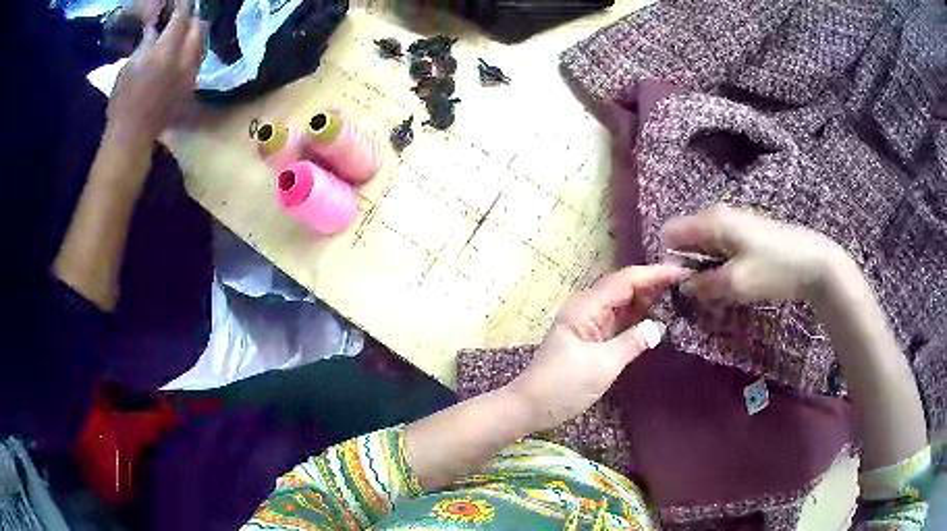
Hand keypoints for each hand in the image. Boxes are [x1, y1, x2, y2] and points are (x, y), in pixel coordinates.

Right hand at [107, 0, 203, 143]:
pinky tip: (184, 50)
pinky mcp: (191, 86)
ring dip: (195, 32)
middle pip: (199, 27)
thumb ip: (146, 43)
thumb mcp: (129, 66)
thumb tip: (155, 28)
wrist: (132, 136)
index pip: (181, 17)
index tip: (179, 0)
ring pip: (202, 42)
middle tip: (180, 15)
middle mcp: (184, 59)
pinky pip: (199, 58)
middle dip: (191, 17)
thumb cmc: (123, 102)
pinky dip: (194, 48)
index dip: (182, 4)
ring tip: (183, 31)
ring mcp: (190, 73)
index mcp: (166, 51)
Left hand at [508, 265, 683, 431]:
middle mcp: (586, 308)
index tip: (680, 271)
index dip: (653, 274)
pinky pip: (617, 318)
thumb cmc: (563, 386)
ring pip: (621, 302)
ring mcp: (587, 322)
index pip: (625, 281)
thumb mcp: (602, 366)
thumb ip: (632, 343)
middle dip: (652, 282)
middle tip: (684, 283)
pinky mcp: (590, 337)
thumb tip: (658, 327)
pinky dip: (636, 316)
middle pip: (623, 287)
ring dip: (646, 298)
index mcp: (585, 307)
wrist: (530, 406)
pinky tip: (654, 316)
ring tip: (676, 294)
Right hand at [663, 205, 848, 303]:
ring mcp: (734, 222)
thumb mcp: (737, 283)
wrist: (814, 261)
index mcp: (712, 221)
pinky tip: (736, 281)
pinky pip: (721, 248)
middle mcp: (718, 216)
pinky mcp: (747, 232)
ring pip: (705, 246)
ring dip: (706, 269)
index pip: (671, 233)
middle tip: (701, 294)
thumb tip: (683, 287)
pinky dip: (721, 265)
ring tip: (720, 292)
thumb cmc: (774, 269)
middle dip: (689, 267)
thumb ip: (705, 285)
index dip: (669, 259)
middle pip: (688, 239)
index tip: (680, 286)